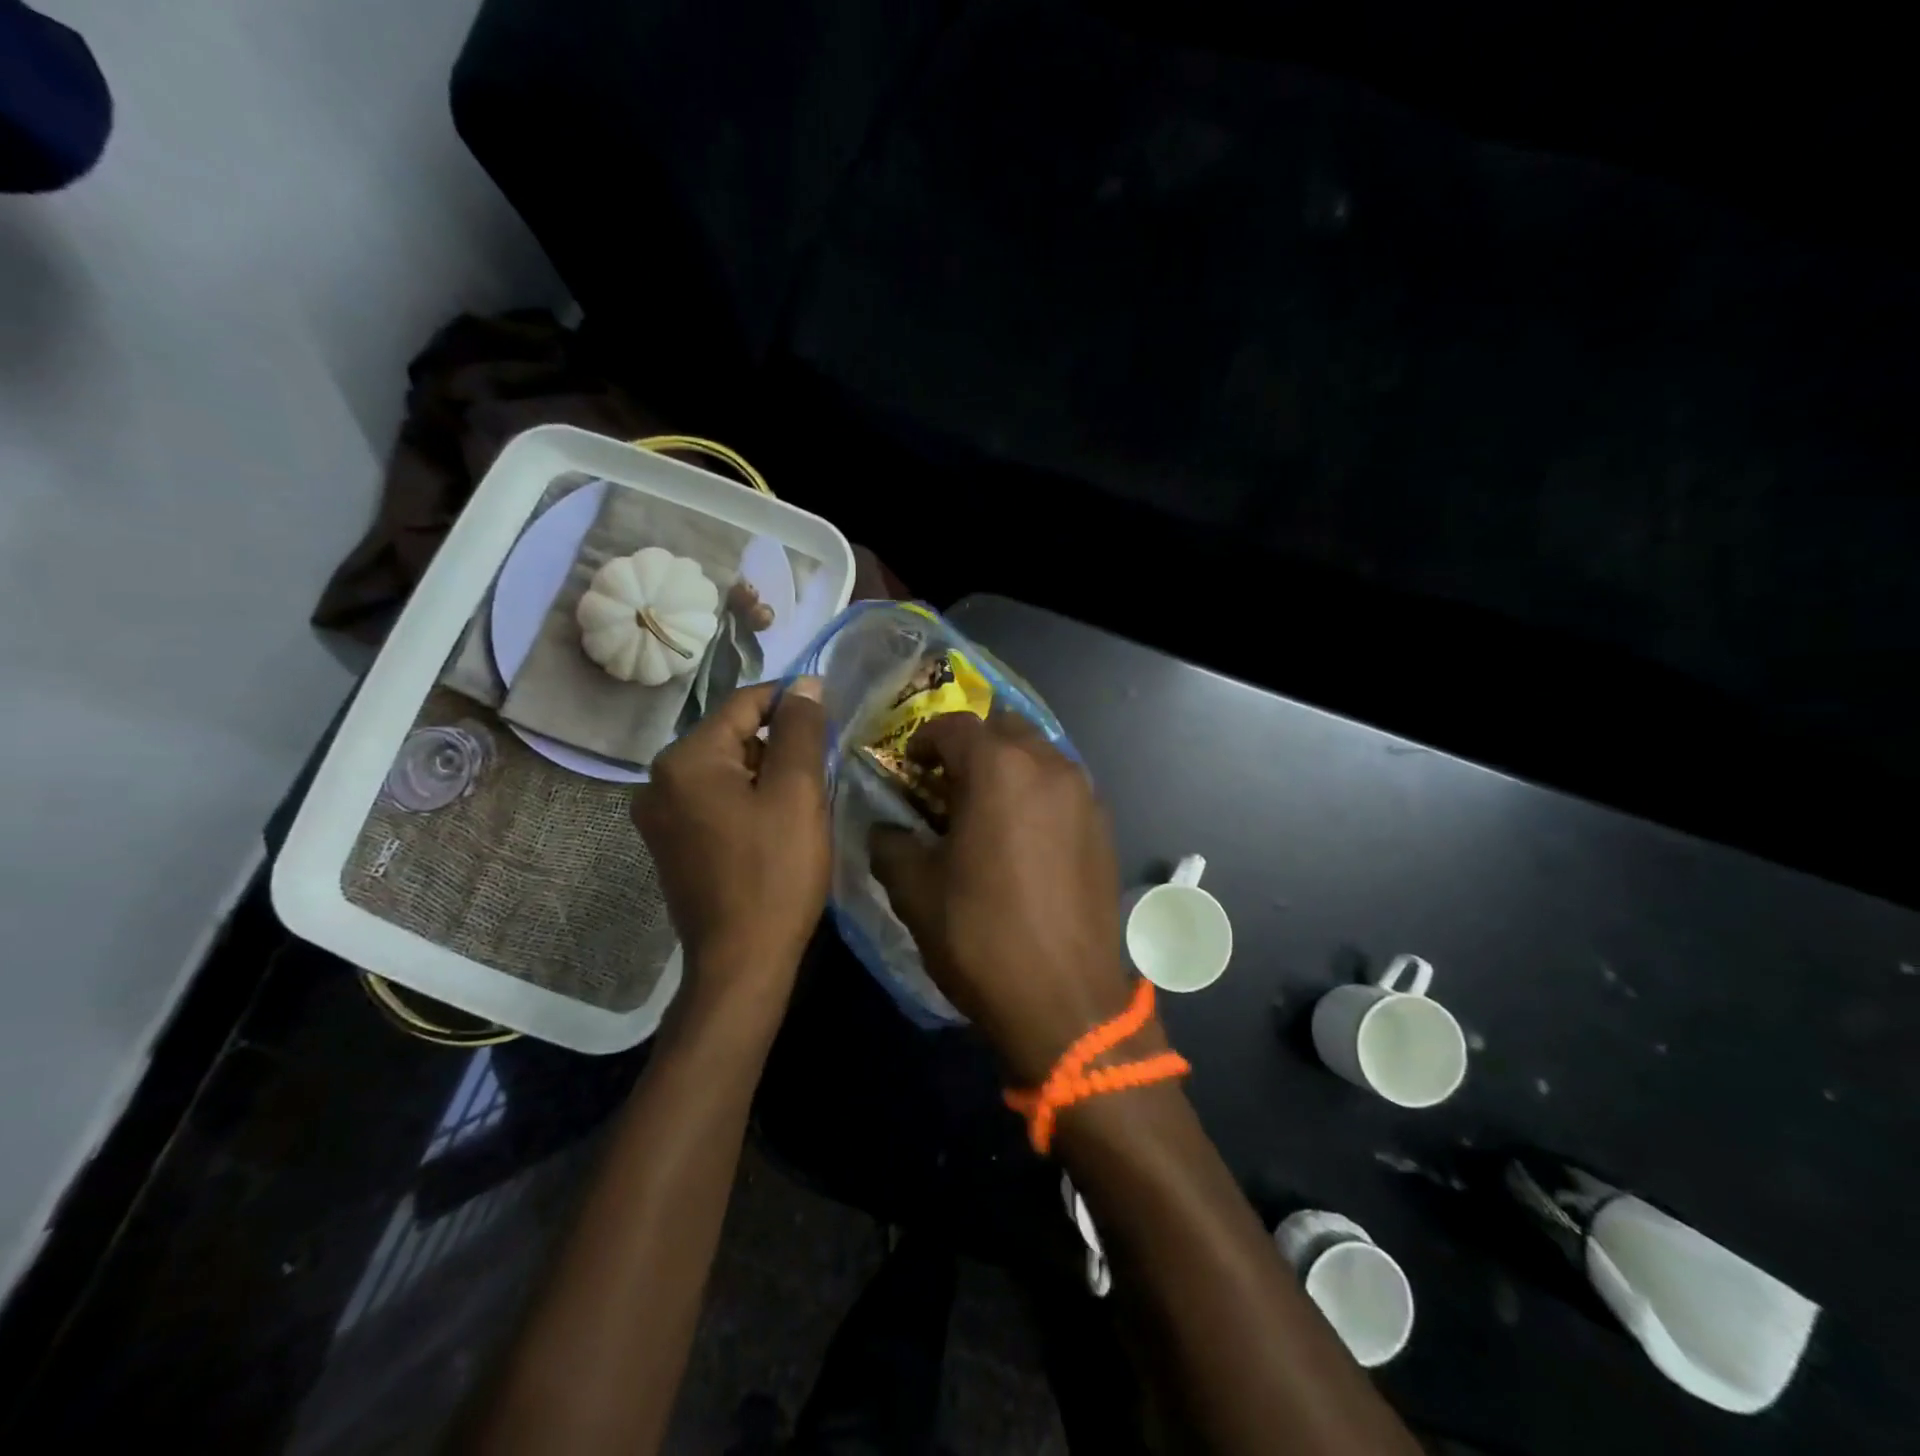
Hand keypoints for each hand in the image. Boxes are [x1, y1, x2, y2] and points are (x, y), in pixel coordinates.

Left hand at [631, 679, 829, 993]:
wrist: (741, 962)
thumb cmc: (775, 873)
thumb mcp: (798, 793)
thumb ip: (801, 729)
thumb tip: (805, 685)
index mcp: (686, 759)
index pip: (745, 704)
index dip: (792, 702)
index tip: (831, 712)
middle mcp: (659, 780)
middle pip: (732, 737)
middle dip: (779, 744)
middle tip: (822, 770)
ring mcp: (659, 815)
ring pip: (726, 769)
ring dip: (766, 774)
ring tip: (803, 801)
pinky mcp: (670, 843)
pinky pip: (714, 800)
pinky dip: (747, 800)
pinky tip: (775, 826)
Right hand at [869, 712, 1137, 1083]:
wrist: (1066, 1002)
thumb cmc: (982, 937)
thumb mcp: (916, 891)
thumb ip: (890, 844)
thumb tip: (886, 829)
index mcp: (999, 769)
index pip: (953, 725)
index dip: (923, 741)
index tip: (909, 768)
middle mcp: (1049, 766)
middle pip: (1003, 727)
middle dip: (971, 746)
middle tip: (948, 785)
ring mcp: (1085, 794)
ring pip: (1040, 754)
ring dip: (1008, 767)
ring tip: (986, 810)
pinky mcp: (1105, 826)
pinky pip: (1064, 787)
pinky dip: (1038, 793)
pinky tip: (1024, 837)